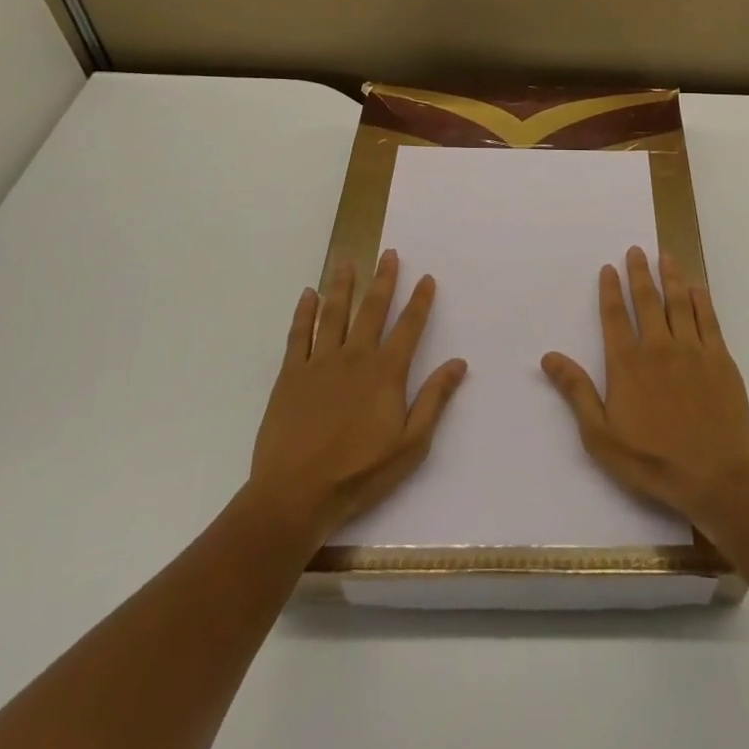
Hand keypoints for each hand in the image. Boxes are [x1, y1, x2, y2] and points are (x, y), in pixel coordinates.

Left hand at [247, 249, 466, 549]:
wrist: (296, 496)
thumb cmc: (359, 474)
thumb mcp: (410, 445)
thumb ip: (434, 400)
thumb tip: (458, 362)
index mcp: (386, 373)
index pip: (408, 327)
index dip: (419, 301)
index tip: (426, 277)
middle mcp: (355, 357)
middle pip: (372, 309)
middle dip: (383, 279)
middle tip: (389, 253)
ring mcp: (320, 363)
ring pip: (334, 313)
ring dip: (342, 285)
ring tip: (347, 261)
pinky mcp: (290, 375)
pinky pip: (299, 334)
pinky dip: (304, 312)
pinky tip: (309, 294)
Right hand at [541, 246, 748, 527]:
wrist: (715, 476)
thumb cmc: (652, 460)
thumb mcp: (600, 435)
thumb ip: (577, 392)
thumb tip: (549, 357)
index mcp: (627, 363)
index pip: (614, 316)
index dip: (610, 290)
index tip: (609, 268)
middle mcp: (658, 346)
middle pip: (647, 300)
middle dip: (639, 272)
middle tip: (636, 250)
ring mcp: (692, 350)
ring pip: (679, 302)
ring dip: (671, 277)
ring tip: (665, 256)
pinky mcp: (720, 359)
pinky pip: (709, 320)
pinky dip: (701, 300)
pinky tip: (697, 288)